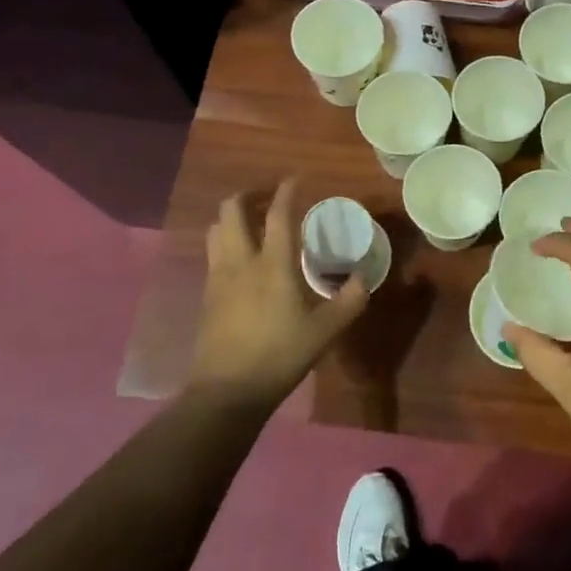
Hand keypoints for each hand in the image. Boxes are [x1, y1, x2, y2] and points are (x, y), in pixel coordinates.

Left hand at [191, 180, 368, 409]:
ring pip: (216, 230)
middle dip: (247, 196)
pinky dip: (225, 243)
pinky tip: (240, 260)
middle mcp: (241, 262)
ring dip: (232, 218)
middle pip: (231, 211)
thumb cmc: (280, 356)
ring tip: (251, 223)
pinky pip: (213, 255)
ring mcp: (218, 278)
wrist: (227, 391)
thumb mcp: (326, 331)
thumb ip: (349, 301)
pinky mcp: (207, 296)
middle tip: (266, 199)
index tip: (295, 179)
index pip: (278, 215)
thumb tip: (363, 277)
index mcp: (272, 265)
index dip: (286, 192)